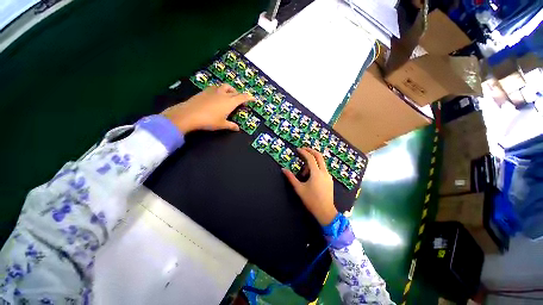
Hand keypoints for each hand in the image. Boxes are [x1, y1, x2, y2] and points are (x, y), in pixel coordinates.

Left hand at [161, 84, 253, 133]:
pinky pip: (216, 87)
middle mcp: (223, 94)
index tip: (253, 98)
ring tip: (229, 96)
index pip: (243, 97)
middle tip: (240, 101)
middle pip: (235, 91)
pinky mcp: (205, 91)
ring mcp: (214, 91)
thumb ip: (231, 125)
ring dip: (230, 90)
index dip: (249, 97)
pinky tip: (217, 96)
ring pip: (225, 86)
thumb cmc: (209, 120)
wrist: (189, 114)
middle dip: (239, 95)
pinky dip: (220, 90)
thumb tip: (237, 128)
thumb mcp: (222, 125)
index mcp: (230, 102)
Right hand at [282, 148, 337, 225]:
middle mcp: (324, 172)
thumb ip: (291, 178)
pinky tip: (310, 176)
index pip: (310, 158)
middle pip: (319, 156)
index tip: (298, 149)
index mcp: (316, 173)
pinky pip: (322, 169)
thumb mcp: (299, 188)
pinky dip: (316, 167)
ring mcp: (328, 176)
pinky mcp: (329, 179)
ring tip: (303, 172)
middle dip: (311, 151)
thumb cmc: (311, 200)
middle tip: (303, 149)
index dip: (304, 152)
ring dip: (312, 162)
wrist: (325, 212)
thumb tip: (283, 169)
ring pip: (321, 163)